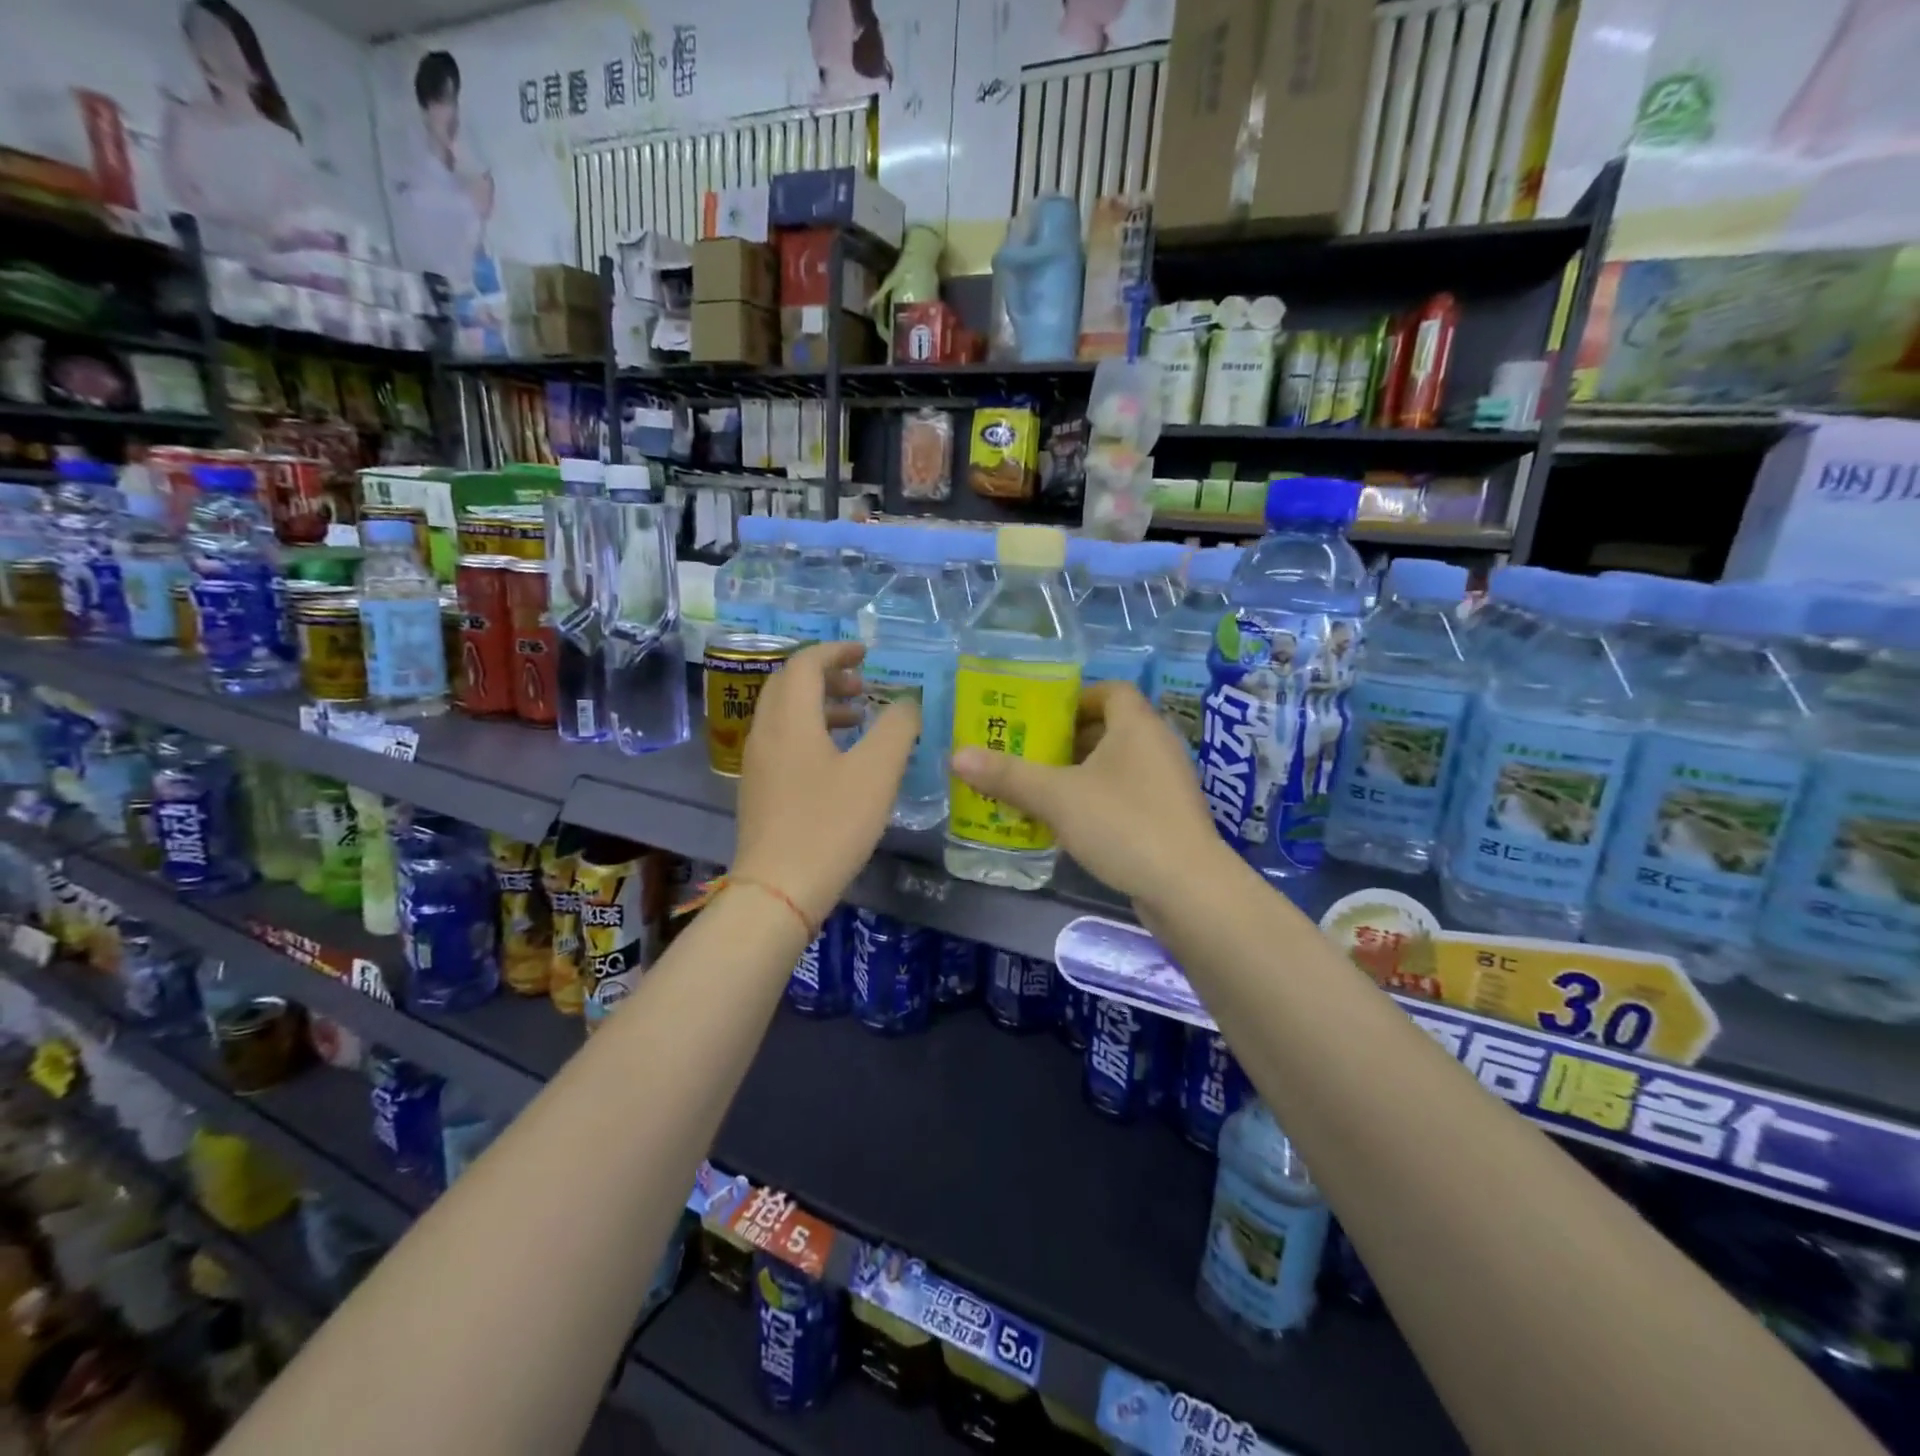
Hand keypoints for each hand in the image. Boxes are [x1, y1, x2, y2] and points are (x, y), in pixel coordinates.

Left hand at [732, 642, 919, 925]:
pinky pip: (782, 739)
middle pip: (789, 684)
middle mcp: (765, 731)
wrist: (779, 889)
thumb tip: (907, 702)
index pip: (806, 663)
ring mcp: (757, 762)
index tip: (866, 654)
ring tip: (858, 718)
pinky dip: (810, 731)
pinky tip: (838, 759)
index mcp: (790, 718)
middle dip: (827, 676)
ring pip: (784, 713)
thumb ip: (898, 728)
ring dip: (820, 704)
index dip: (837, 651)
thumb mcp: (877, 772)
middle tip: (862, 685)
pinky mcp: (758, 788)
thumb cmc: (831, 824)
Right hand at [949, 680, 1229, 909]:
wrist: (1188, 889)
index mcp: (1137, 725)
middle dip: (1068, 739)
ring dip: (1080, 773)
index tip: (1041, 718)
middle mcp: (1157, 746)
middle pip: (1110, 728)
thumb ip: (1007, 775)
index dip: (1075, 698)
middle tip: (1029, 754)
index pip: (1110, 690)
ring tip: (1040, 789)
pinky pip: (1126, 795)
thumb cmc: (1122, 824)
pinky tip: (1070, 824)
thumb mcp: (1057, 797)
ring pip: (1117, 765)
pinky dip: (1098, 800)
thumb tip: (957, 755)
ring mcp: (1167, 784)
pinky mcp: (1168, 818)